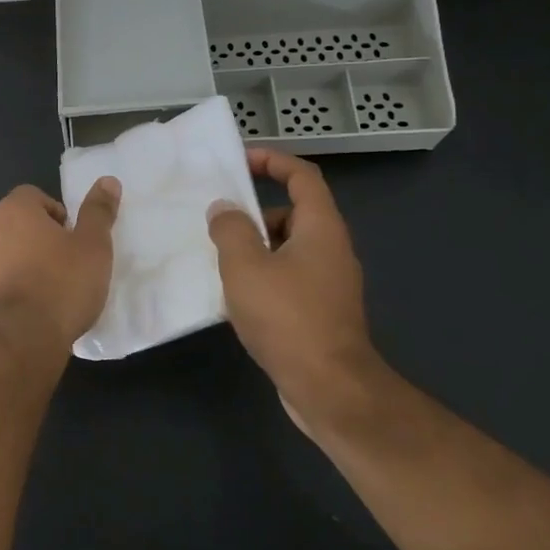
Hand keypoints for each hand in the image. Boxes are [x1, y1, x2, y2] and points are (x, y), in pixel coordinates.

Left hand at [0, 179, 120, 362]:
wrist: (21, 340)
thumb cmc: (62, 285)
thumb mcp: (93, 247)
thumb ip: (98, 212)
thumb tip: (107, 180)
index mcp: (13, 212)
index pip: (31, 196)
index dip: (53, 213)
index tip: (70, 238)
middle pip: (12, 226)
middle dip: (32, 240)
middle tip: (59, 266)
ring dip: (14, 267)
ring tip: (40, 294)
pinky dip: (0, 295)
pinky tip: (21, 316)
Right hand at [206, 148, 379, 436]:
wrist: (330, 389)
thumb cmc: (287, 317)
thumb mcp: (245, 266)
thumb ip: (230, 229)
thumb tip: (224, 209)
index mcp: (320, 229)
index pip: (303, 177)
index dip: (273, 161)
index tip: (240, 161)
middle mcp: (331, 250)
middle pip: (293, 212)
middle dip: (254, 212)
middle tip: (218, 220)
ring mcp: (329, 283)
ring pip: (288, 248)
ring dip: (255, 247)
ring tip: (217, 259)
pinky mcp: (321, 312)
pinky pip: (288, 277)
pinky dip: (262, 275)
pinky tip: (234, 295)